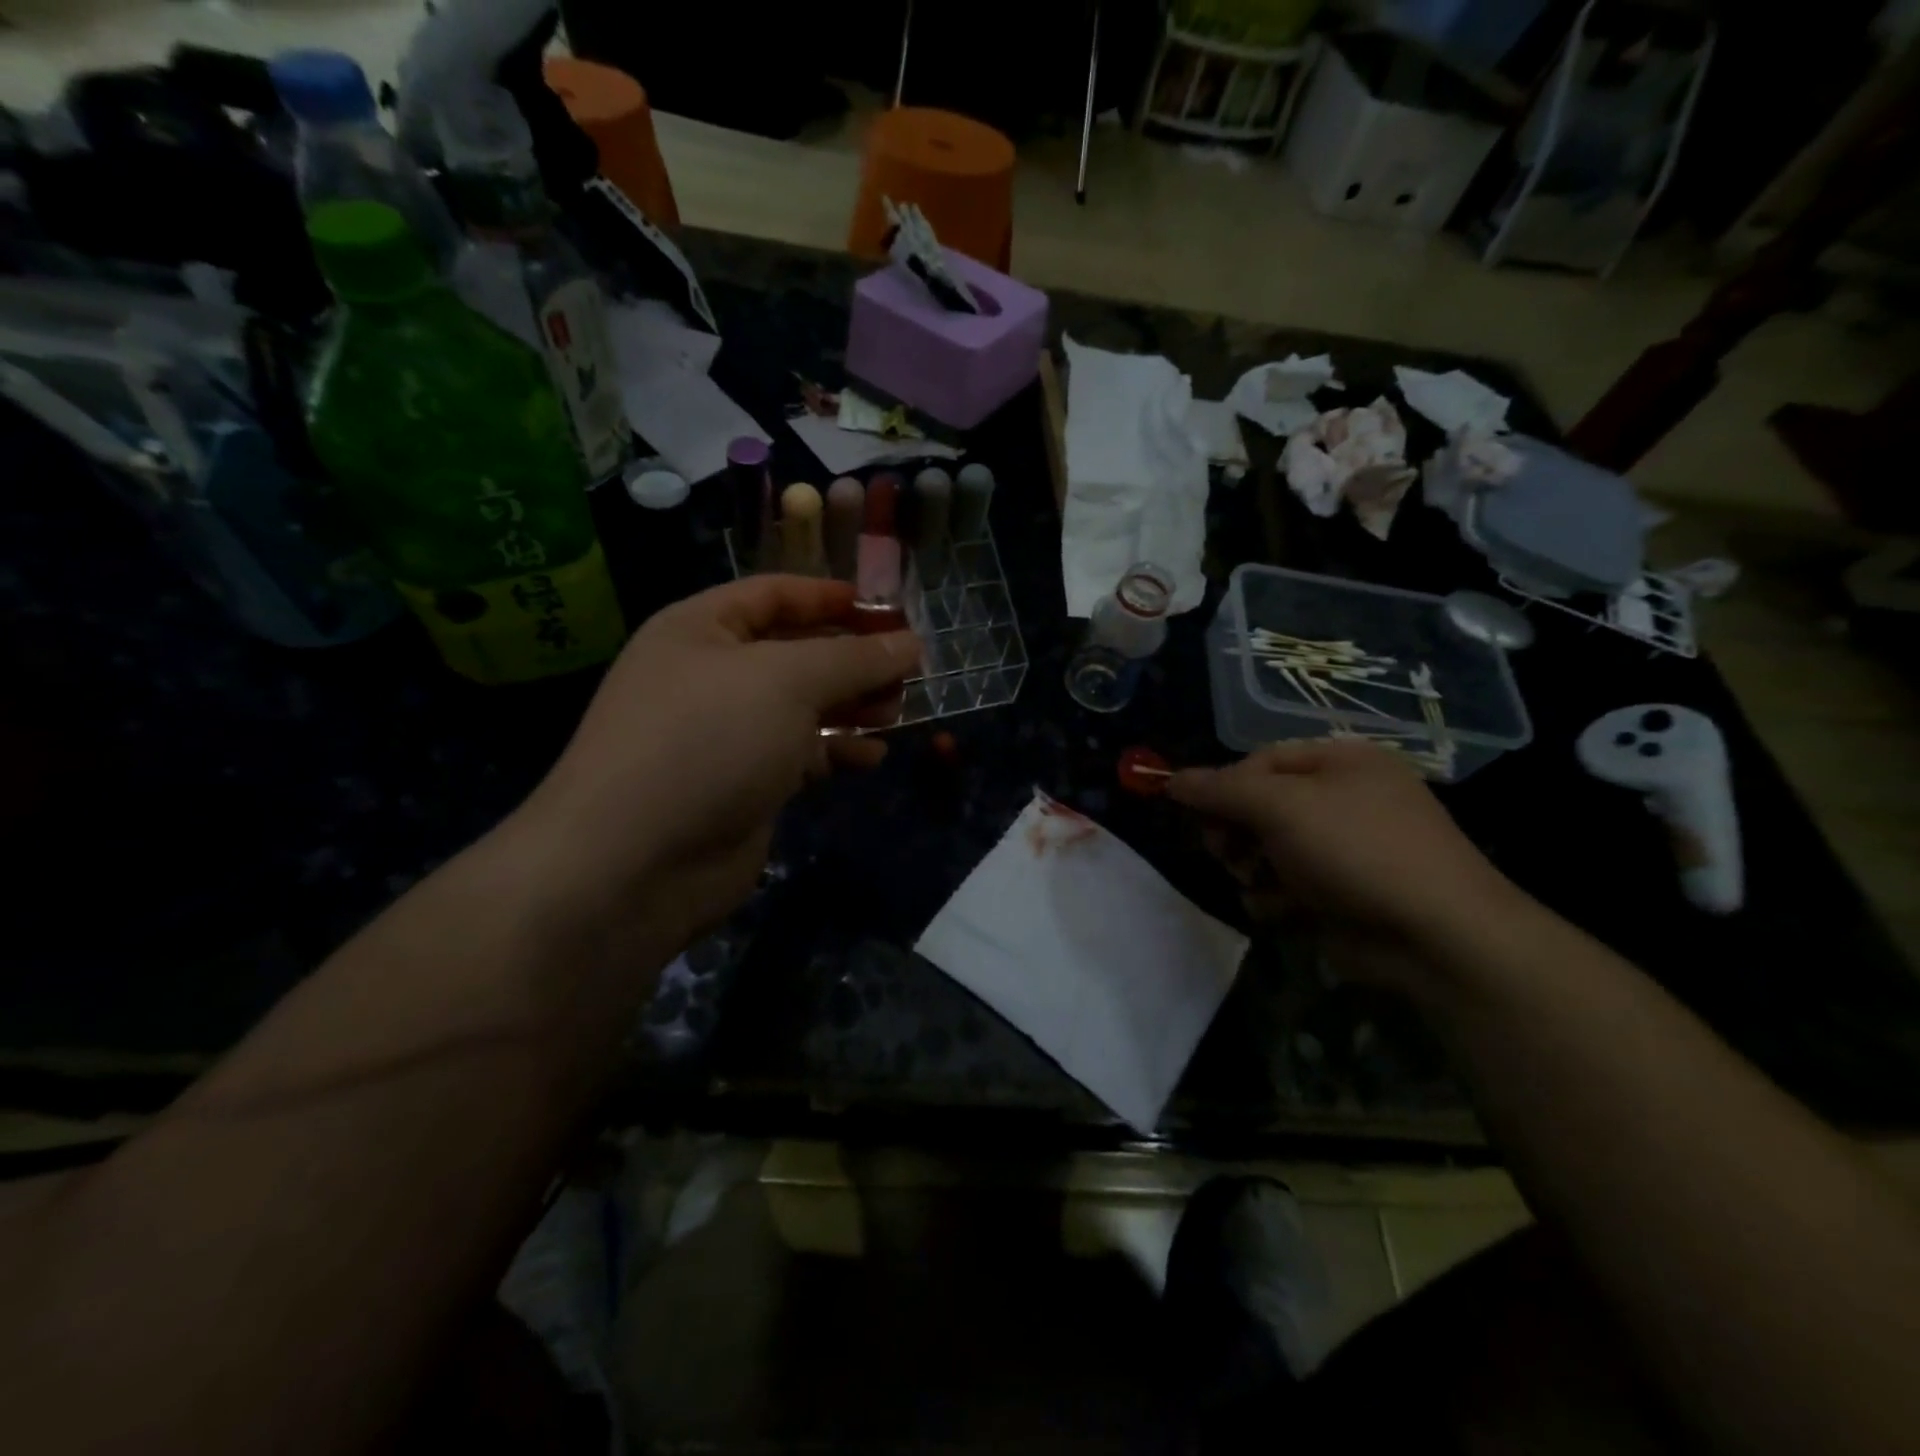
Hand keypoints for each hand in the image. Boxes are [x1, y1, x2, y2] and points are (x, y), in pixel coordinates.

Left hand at [509, 576, 919, 951]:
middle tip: (906, 670)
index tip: (889, 610)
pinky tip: (872, 757)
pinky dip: (836, 751)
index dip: (831, 597)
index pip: (774, 595)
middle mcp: (711, 675)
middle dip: (852, 658)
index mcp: (701, 630)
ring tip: (897, 712)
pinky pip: (800, 754)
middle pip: (796, 651)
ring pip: (803, 706)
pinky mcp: (744, 784)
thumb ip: (855, 658)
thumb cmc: (708, 741)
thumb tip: (911, 642)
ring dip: (851, 705)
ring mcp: (726, 734)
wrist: (637, 862)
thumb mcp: (787, 681)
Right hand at [1168, 740, 1516, 946]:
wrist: (1435, 937)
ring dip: (1251, 868)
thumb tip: (1170, 779)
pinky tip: (1284, 911)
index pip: (1260, 761)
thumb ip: (1220, 790)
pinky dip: (1275, 898)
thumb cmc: (1357, 850)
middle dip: (1235, 831)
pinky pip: (1283, 886)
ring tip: (1262, 883)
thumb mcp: (1281, 807)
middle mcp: (1342, 800)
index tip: (1192, 812)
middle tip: (1227, 851)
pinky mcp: (1338, 895)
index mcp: (1341, 762)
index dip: (1223, 784)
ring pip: (1264, 850)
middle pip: (1259, 806)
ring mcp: (1342, 850)